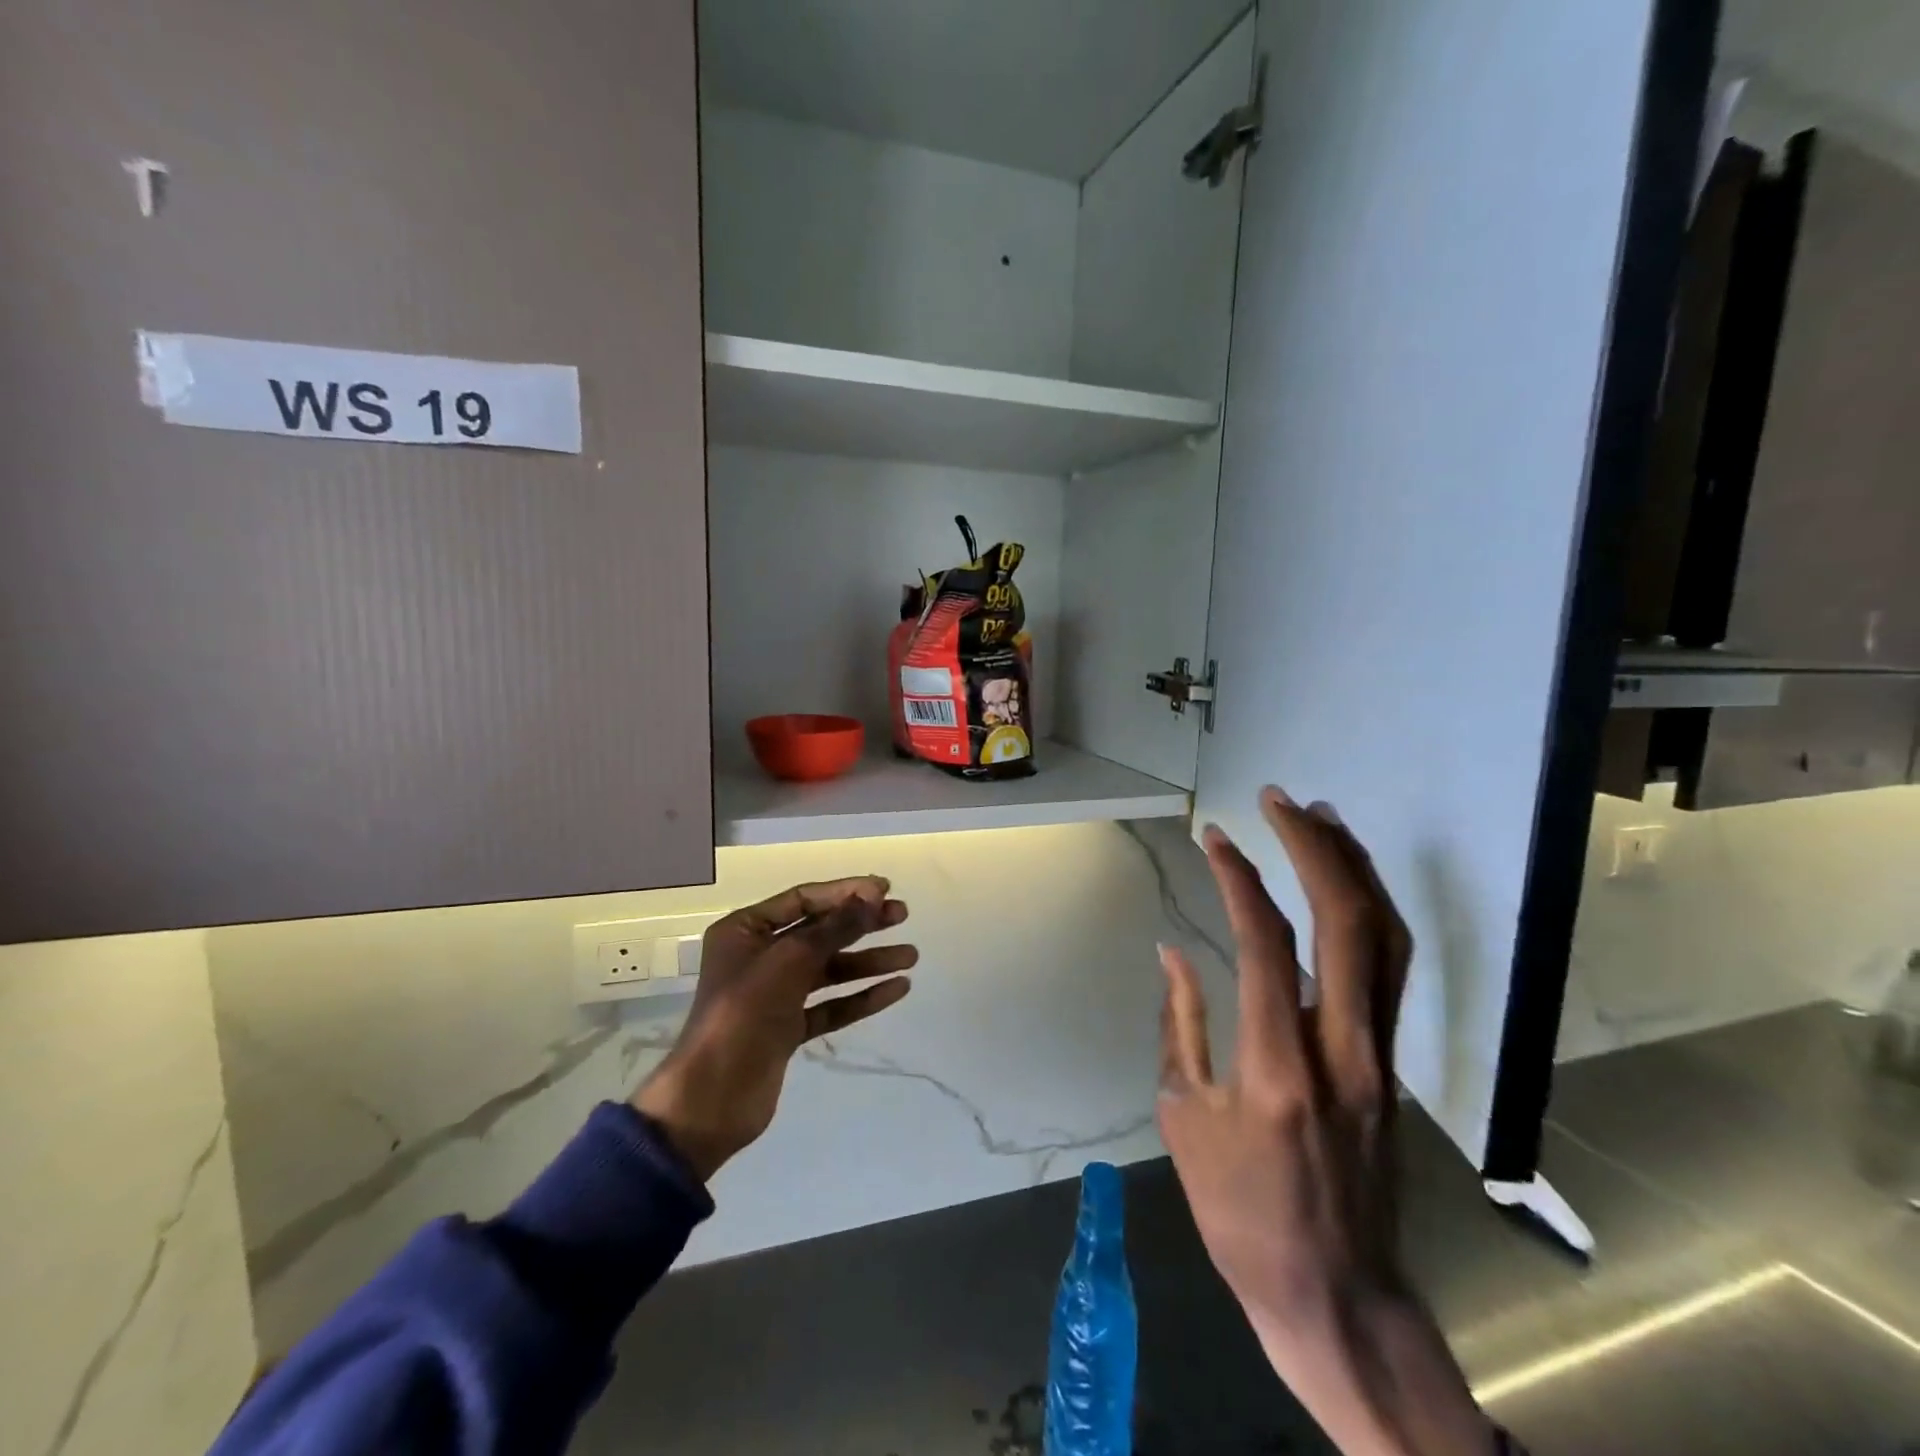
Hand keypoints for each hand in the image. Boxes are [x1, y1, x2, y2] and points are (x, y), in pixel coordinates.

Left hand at [633, 877, 916, 1180]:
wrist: (713, 1098)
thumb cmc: (745, 1012)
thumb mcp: (791, 959)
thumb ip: (835, 926)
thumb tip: (873, 894)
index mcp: (745, 930)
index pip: (803, 899)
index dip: (845, 892)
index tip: (885, 889)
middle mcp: (759, 956)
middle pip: (820, 932)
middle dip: (862, 924)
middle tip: (903, 916)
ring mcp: (774, 994)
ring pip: (829, 970)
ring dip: (868, 962)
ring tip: (910, 957)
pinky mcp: (788, 1028)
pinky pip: (830, 1005)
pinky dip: (861, 997)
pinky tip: (896, 989)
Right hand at [1157, 789, 1495, 1455]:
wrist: (1338, 1295)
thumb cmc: (1242, 1214)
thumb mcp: (1184, 1118)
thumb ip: (1181, 1024)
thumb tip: (1172, 952)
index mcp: (1276, 1064)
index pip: (1265, 942)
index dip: (1238, 877)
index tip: (1213, 836)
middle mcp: (1341, 1047)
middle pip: (1348, 923)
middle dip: (1314, 847)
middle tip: (1280, 800)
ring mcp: (1379, 1055)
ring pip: (1386, 940)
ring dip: (1354, 868)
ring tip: (1322, 818)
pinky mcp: (1392, 1064)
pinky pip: (1390, 970)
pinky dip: (1370, 911)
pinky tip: (1346, 886)